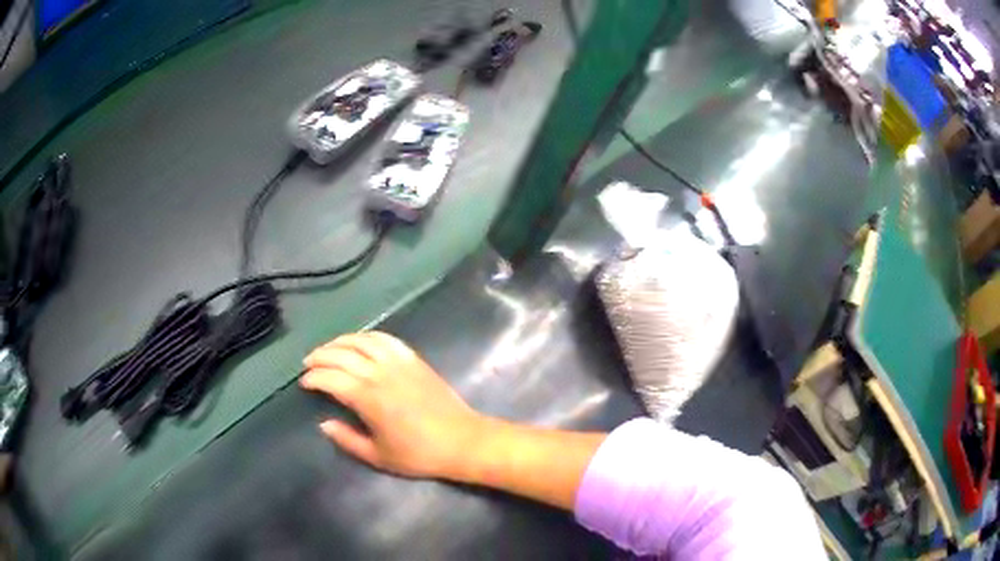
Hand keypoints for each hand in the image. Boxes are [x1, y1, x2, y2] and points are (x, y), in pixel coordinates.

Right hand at [300, 331, 484, 478]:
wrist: (462, 441)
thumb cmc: (419, 454)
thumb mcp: (378, 456)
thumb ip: (347, 439)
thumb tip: (324, 424)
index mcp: (368, 398)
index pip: (331, 379)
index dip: (313, 378)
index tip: (304, 383)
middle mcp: (380, 374)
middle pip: (342, 355)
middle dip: (320, 356)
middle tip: (309, 363)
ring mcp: (399, 363)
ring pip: (362, 341)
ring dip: (340, 341)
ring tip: (328, 349)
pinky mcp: (414, 359)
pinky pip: (386, 339)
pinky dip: (367, 336)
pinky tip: (359, 341)